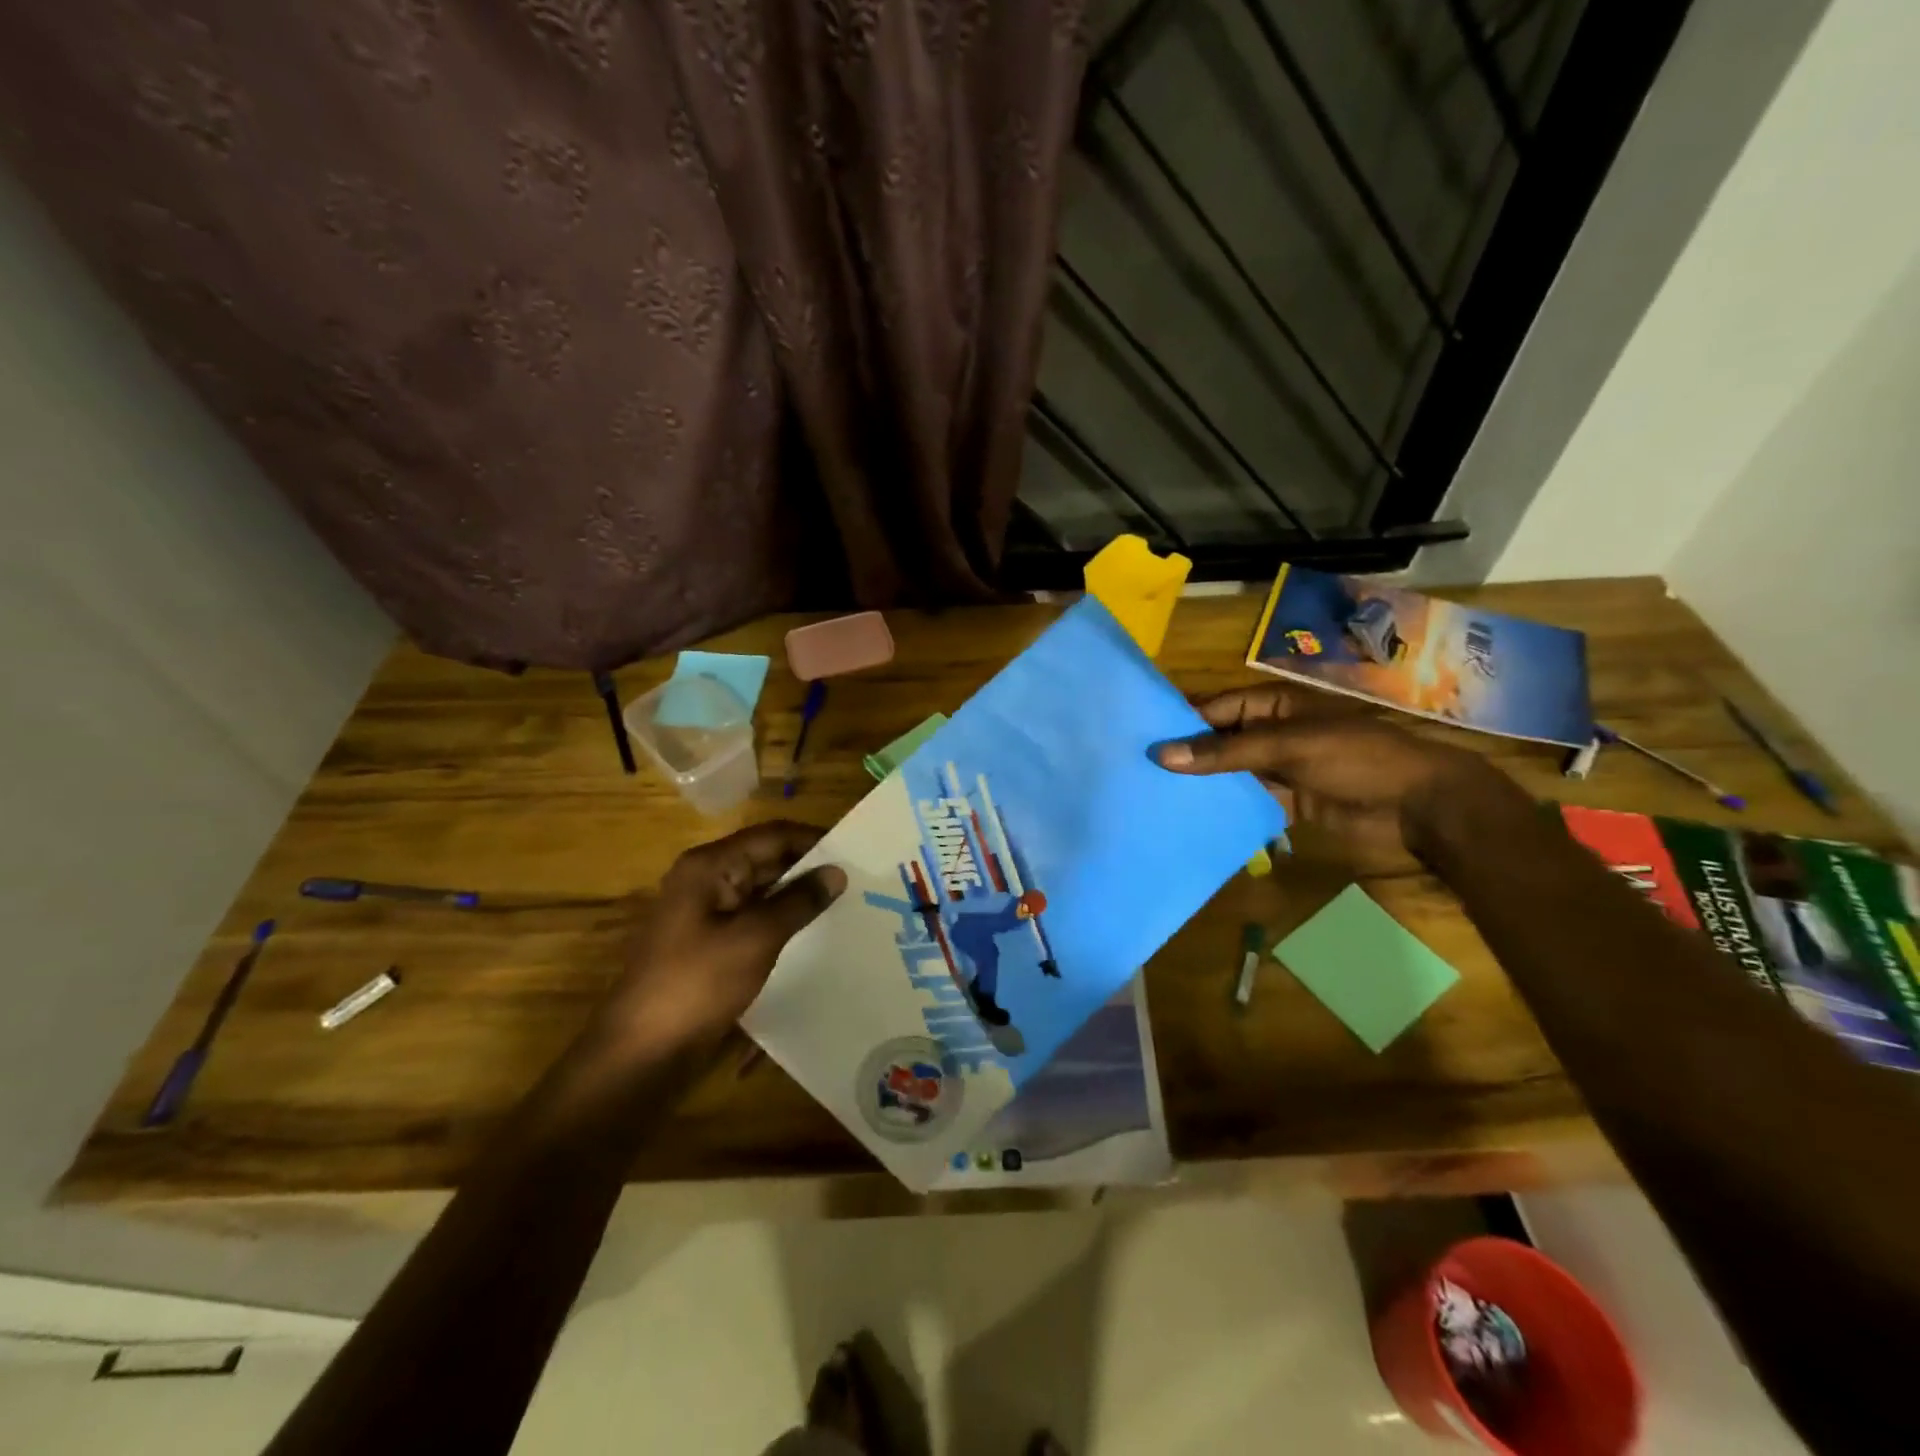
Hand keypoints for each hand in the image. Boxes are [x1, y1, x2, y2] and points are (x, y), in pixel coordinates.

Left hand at [590, 822, 845, 1057]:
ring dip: (799, 897)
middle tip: (859, 882)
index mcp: (710, 866)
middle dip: (809, 869)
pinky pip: (754, 918)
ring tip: (847, 906)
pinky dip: (783, 921)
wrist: (641, 1051)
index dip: (814, 840)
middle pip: (767, 859)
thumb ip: (799, 901)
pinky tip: (815, 935)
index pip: (772, 835)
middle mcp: (706, 880)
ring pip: (763, 891)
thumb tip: (837, 872)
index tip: (856, 853)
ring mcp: (706, 912)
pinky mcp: (710, 942)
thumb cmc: (697, 984)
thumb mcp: (755, 938)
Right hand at [1154, 685, 1511, 864]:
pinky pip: (1249, 801)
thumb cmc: (1357, 757)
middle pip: (1220, 741)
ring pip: (1231, 773)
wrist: (1421, 805)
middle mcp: (1272, 732)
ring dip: (1202, 784)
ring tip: (1154, 796)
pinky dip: (1226, 808)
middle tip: (1137, 770)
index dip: (1181, 720)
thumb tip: (1162, 754)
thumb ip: (1225, 752)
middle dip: (1186, 754)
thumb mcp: (1288, 746)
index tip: (1138, 737)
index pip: (1216, 708)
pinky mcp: (1289, 801)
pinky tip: (1192, 818)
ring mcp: (1281, 768)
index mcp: (1274, 705)